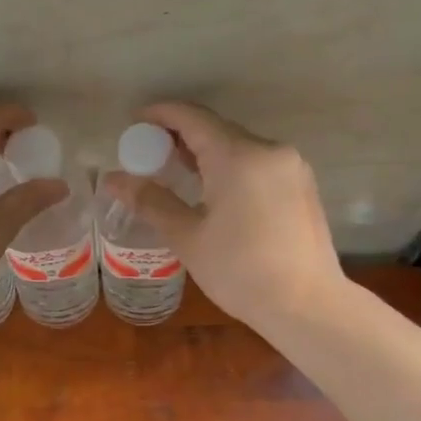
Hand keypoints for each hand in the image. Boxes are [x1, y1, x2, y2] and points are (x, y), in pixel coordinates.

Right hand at [100, 101, 344, 326]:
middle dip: (181, 137)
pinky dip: (231, 167)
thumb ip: (151, 201)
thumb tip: (113, 179)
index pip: (192, 118)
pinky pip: (258, 163)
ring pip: (240, 147)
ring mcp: (291, 167)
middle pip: (217, 130)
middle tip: (150, 154)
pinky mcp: (302, 186)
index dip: (161, 115)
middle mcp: (269, 150)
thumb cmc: (240, 272)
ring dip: (207, 153)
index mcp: (238, 157)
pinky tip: (215, 192)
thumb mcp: (188, 238)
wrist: (306, 306)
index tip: (135, 123)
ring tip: (178, 173)